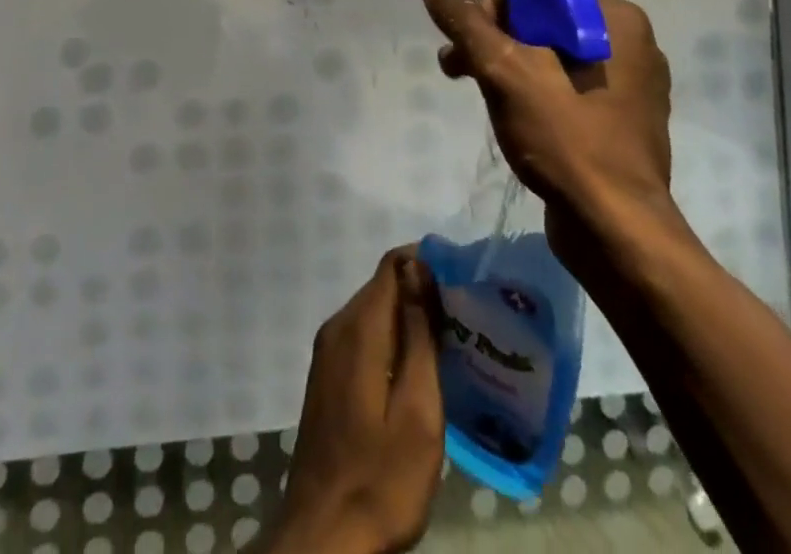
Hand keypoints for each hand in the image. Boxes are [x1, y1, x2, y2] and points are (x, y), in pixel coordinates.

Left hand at [267, 249, 444, 553]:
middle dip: (421, 292)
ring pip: (373, 313)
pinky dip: (391, 341)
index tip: (462, 283)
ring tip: (451, 345)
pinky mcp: (327, 377)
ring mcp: (328, 353)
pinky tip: (418, 372)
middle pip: (382, 287)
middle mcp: (337, 327)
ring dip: (408, 320)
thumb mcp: (417, 409)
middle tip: (465, 320)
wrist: (325, 536)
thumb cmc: (382, 476)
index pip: (392, 265)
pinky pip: (363, 338)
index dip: (426, 264)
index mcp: (359, 328)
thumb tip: (417, 265)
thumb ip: (418, 333)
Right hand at [421, 0, 675, 248]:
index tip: (469, 47)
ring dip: (506, 66)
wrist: (615, 231)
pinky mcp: (622, 119)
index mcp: (615, 19)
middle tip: (457, 69)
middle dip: (493, 40)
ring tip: (474, 93)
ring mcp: (631, 84)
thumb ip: (466, 21)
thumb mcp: (503, 70)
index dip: (491, 9)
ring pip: (550, 54)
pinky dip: (533, 91)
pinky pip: (567, 85)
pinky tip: (510, 116)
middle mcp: (630, 42)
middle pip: (541, 20)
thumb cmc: (564, 138)